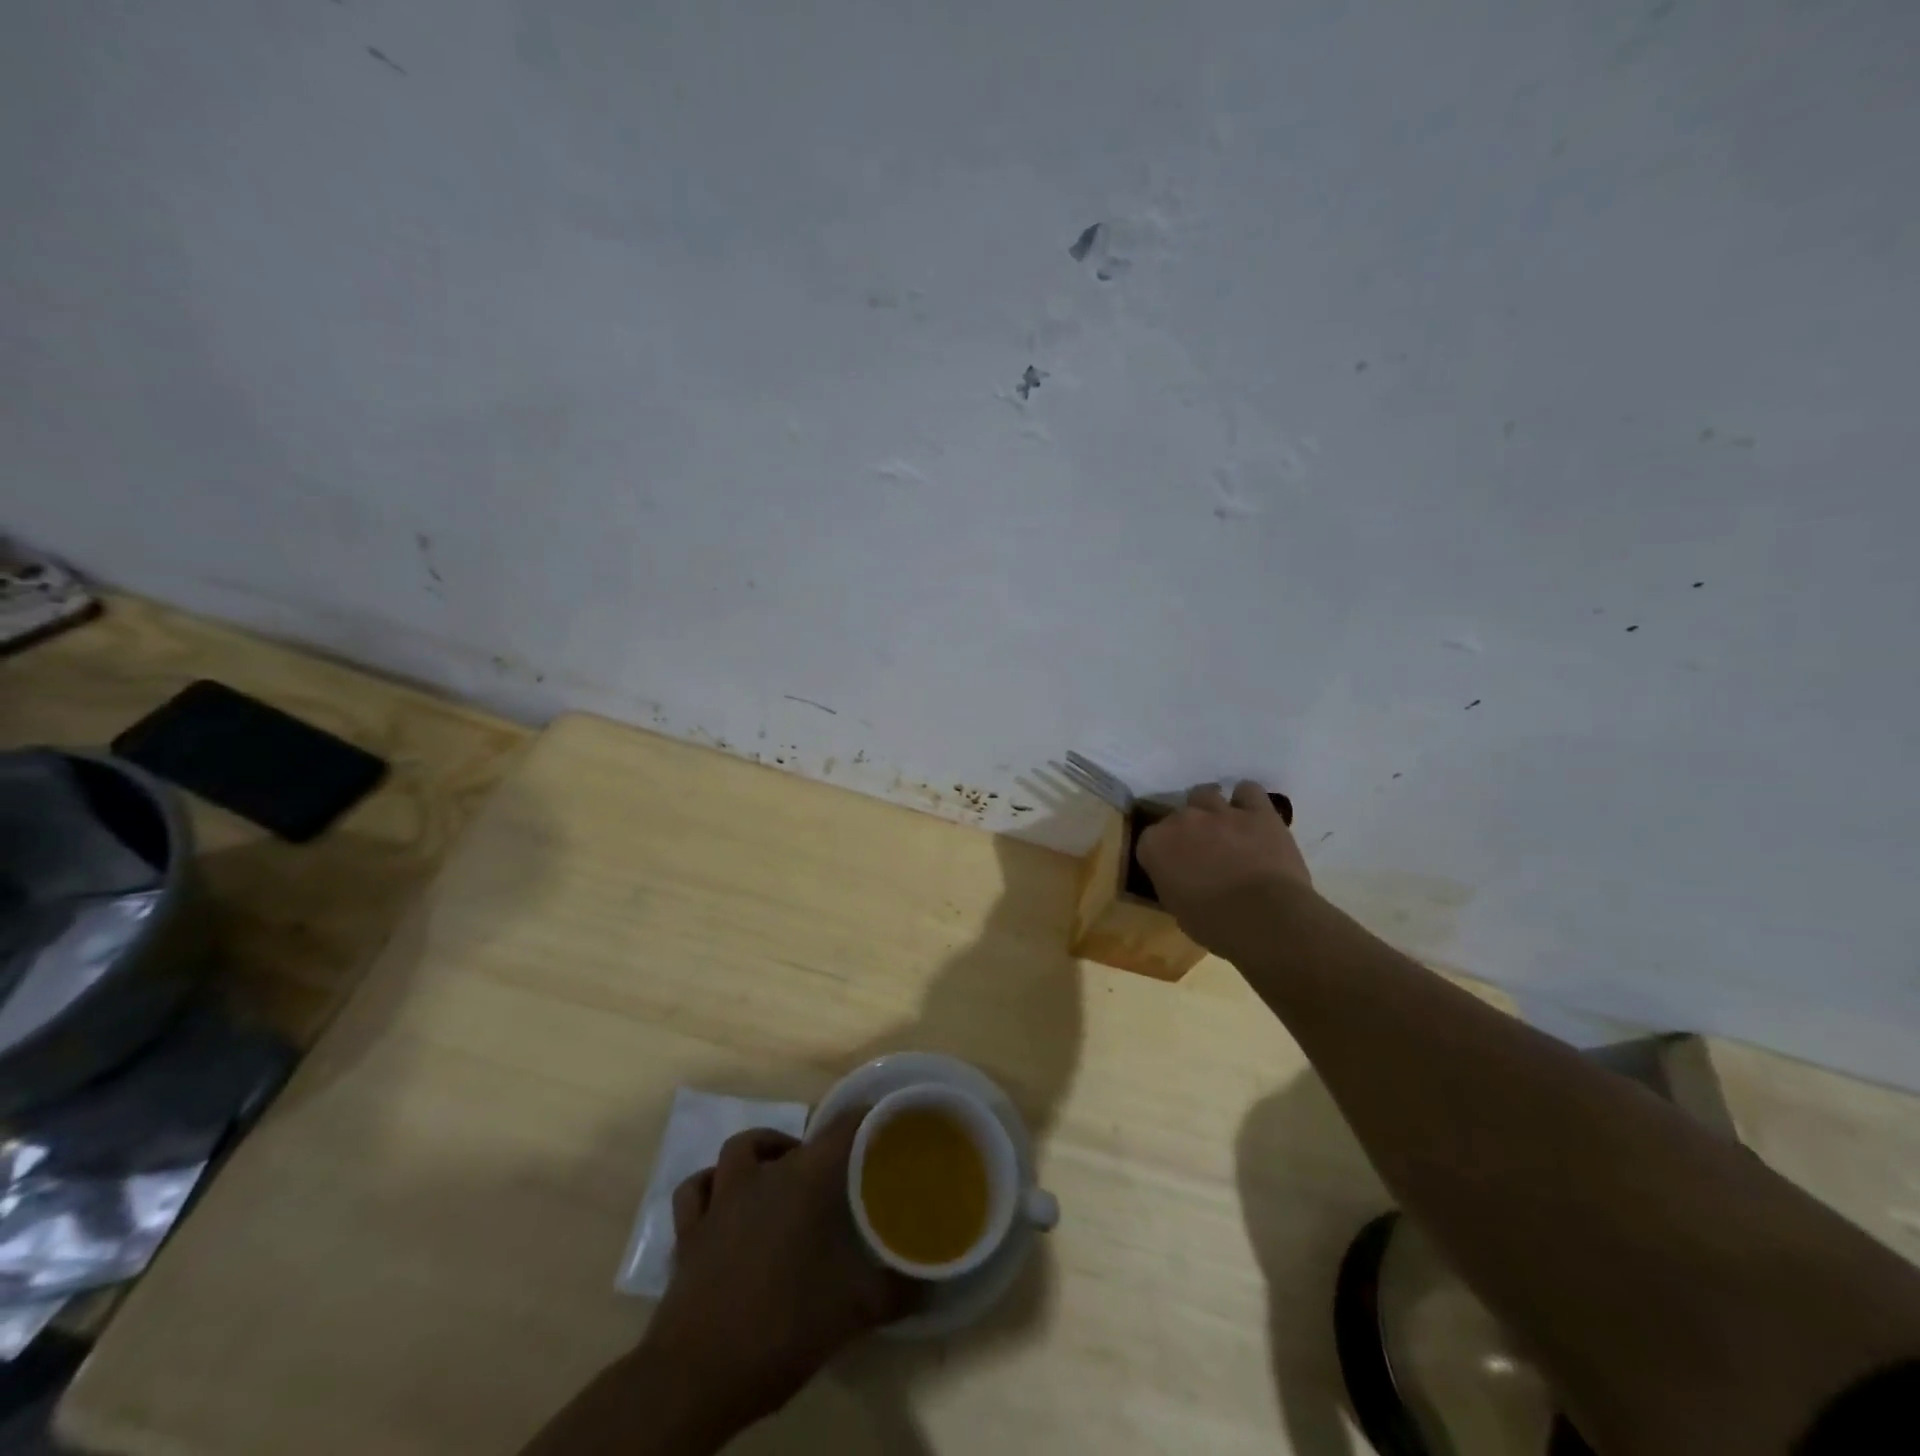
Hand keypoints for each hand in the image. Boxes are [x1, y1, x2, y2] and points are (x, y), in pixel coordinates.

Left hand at [642, 1114, 919, 1430]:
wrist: (696, 1374)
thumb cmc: (781, 1327)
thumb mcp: (852, 1312)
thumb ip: (895, 1291)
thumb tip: (929, 1284)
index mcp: (805, 1181)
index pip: (842, 1129)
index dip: (866, 1121)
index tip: (886, 1127)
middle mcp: (763, 1176)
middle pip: (794, 1139)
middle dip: (816, 1149)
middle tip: (835, 1176)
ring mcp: (720, 1199)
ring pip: (739, 1150)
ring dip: (761, 1152)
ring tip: (780, 1173)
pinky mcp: (689, 1231)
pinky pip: (697, 1189)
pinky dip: (712, 1185)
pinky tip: (724, 1200)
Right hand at [1135, 780, 1314, 963]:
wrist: (1266, 918)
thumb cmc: (1215, 924)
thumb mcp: (1177, 909)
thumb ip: (1171, 882)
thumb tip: (1179, 878)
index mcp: (1156, 845)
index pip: (1150, 840)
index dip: (1162, 854)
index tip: (1173, 868)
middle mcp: (1183, 819)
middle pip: (1178, 815)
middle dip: (1188, 831)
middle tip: (1202, 852)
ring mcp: (1221, 811)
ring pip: (1207, 794)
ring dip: (1212, 809)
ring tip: (1224, 828)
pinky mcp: (1258, 811)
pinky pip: (1248, 790)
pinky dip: (1247, 799)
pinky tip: (1250, 814)